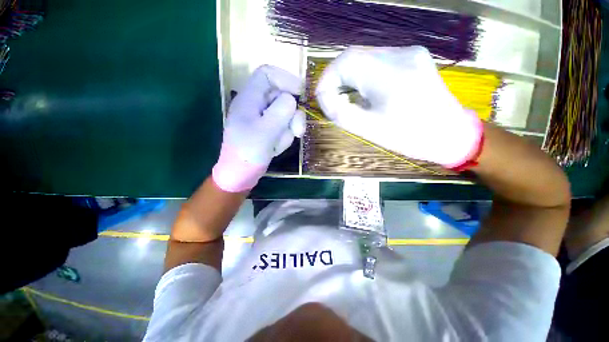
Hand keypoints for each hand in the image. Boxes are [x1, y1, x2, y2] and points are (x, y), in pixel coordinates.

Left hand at [213, 65, 305, 191]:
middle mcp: (256, 105)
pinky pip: (284, 127)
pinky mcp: (268, 130)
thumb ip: (281, 111)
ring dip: (288, 130)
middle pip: (282, 96)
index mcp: (249, 99)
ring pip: (286, 114)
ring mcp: (263, 119)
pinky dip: (284, 137)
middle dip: (292, 115)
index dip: (286, 79)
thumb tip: (292, 99)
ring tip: (277, 144)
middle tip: (297, 131)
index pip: (268, 74)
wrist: (240, 174)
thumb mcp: (265, 131)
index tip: (302, 94)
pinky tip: (275, 148)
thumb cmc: (248, 153)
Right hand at [316, 46, 482, 167]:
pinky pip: (376, 62)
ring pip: (364, 58)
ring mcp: (408, 53)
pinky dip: (362, 76)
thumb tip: (325, 99)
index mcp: (390, 75)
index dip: (327, 79)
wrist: (450, 134)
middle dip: (336, 79)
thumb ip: (342, 113)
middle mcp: (400, 55)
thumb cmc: (410, 137)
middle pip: (354, 57)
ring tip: (345, 99)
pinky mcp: (411, 58)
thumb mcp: (370, 130)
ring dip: (348, 78)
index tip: (322, 99)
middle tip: (332, 100)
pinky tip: (363, 93)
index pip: (345, 62)